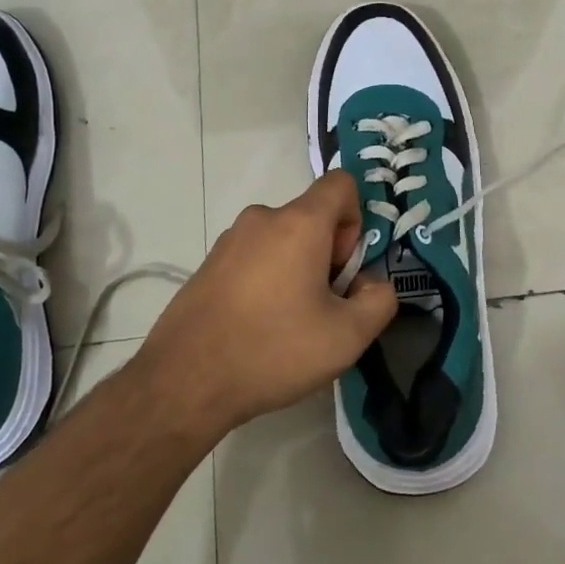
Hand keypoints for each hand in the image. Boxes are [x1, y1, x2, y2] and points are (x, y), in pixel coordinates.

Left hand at [136, 171, 397, 437]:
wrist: (185, 379)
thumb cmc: (273, 349)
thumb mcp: (347, 337)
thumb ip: (379, 301)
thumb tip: (371, 284)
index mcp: (298, 222)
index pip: (341, 184)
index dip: (355, 220)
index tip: (344, 268)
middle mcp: (262, 218)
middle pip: (311, 217)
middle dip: (327, 254)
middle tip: (321, 308)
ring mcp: (230, 238)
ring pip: (282, 239)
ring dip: (296, 269)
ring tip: (288, 324)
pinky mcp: (209, 262)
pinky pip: (254, 257)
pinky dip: (266, 279)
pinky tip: (257, 327)